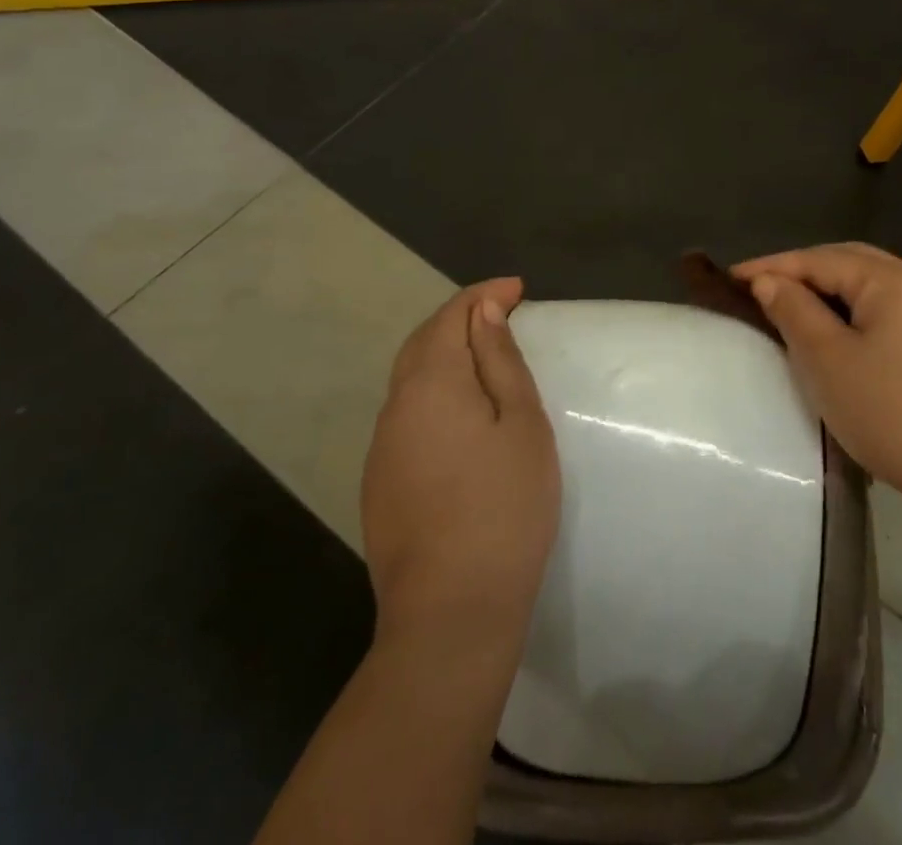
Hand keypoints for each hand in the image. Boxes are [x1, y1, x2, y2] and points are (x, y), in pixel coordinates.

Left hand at [361, 279, 560, 655]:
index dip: (484, 295)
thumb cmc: (504, 506)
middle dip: (459, 318)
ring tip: (486, 357)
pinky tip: (460, 414)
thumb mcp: (521, 423)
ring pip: (411, 379)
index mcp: (430, 383)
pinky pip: (407, 414)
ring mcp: (381, 447)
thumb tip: (482, 310)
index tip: (519, 290)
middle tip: (502, 314)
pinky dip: (435, 391)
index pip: (451, 315)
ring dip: (445, 354)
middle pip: (423, 342)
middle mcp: (395, 406)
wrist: (451, 612)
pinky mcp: (380, 482)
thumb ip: (499, 360)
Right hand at [734, 243, 901, 523]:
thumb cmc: (893, 413)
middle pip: (846, 262)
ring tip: (790, 306)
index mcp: (891, 279)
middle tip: (758, 288)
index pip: (818, 259)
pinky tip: (836, 332)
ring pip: (868, 286)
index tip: (729, 279)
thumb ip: (794, 311)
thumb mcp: (828, 360)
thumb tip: (769, 281)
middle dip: (800, 271)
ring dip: (827, 291)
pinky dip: (852, 311)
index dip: (771, 266)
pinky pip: (885, 309)